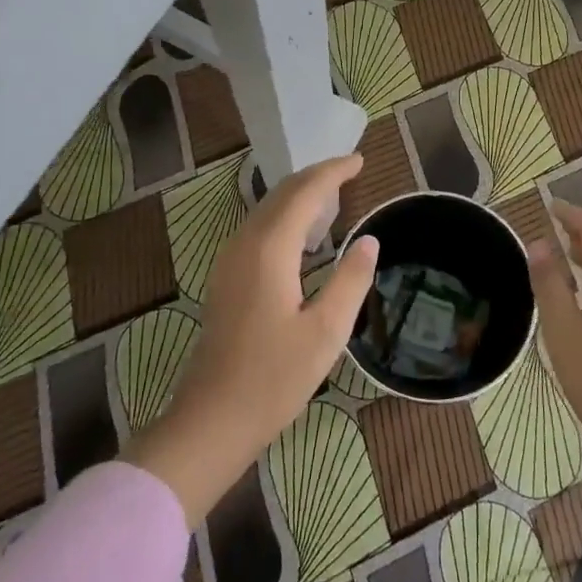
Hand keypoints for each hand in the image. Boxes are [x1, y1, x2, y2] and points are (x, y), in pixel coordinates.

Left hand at [122, 154, 378, 523]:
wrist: (212, 420)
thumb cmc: (274, 378)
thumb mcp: (326, 331)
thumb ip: (351, 280)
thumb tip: (370, 240)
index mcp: (269, 249)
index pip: (305, 192)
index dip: (333, 172)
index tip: (360, 160)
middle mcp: (245, 244)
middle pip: (281, 194)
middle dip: (316, 176)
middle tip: (350, 169)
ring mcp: (230, 261)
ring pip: (267, 209)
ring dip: (299, 194)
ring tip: (332, 193)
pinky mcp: (227, 278)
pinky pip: (259, 228)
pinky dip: (285, 215)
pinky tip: (302, 232)